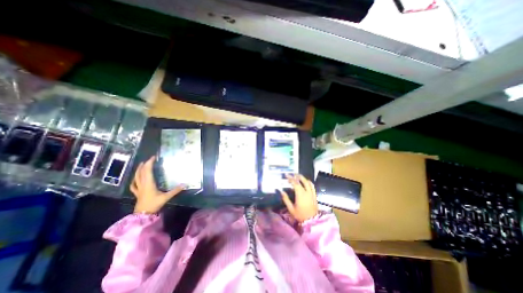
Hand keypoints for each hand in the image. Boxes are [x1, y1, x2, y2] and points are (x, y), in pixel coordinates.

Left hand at [130, 155, 185, 212]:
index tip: (153, 157)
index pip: (148, 171)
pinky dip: (134, 181)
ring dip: (138, 170)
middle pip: (141, 172)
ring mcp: (139, 189)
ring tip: (141, 165)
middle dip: (145, 165)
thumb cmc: (154, 204)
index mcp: (149, 183)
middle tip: (149, 159)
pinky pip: (134, 185)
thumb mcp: (166, 197)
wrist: (143, 215)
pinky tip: (134, 179)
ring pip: (136, 177)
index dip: (150, 163)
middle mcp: (143, 184)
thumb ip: (175, 190)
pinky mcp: (137, 193)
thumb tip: (185, 184)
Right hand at [277, 174, 318, 220]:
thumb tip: (281, 191)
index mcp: (300, 194)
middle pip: (303, 181)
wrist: (312, 221)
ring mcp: (312, 193)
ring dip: (303, 178)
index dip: (290, 178)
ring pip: (308, 182)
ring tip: (299, 176)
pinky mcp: (314, 195)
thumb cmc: (300, 215)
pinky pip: (312, 186)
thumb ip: (286, 199)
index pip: (295, 183)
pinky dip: (309, 182)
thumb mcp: (291, 209)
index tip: (286, 175)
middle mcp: (307, 192)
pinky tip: (306, 181)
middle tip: (293, 174)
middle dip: (297, 176)